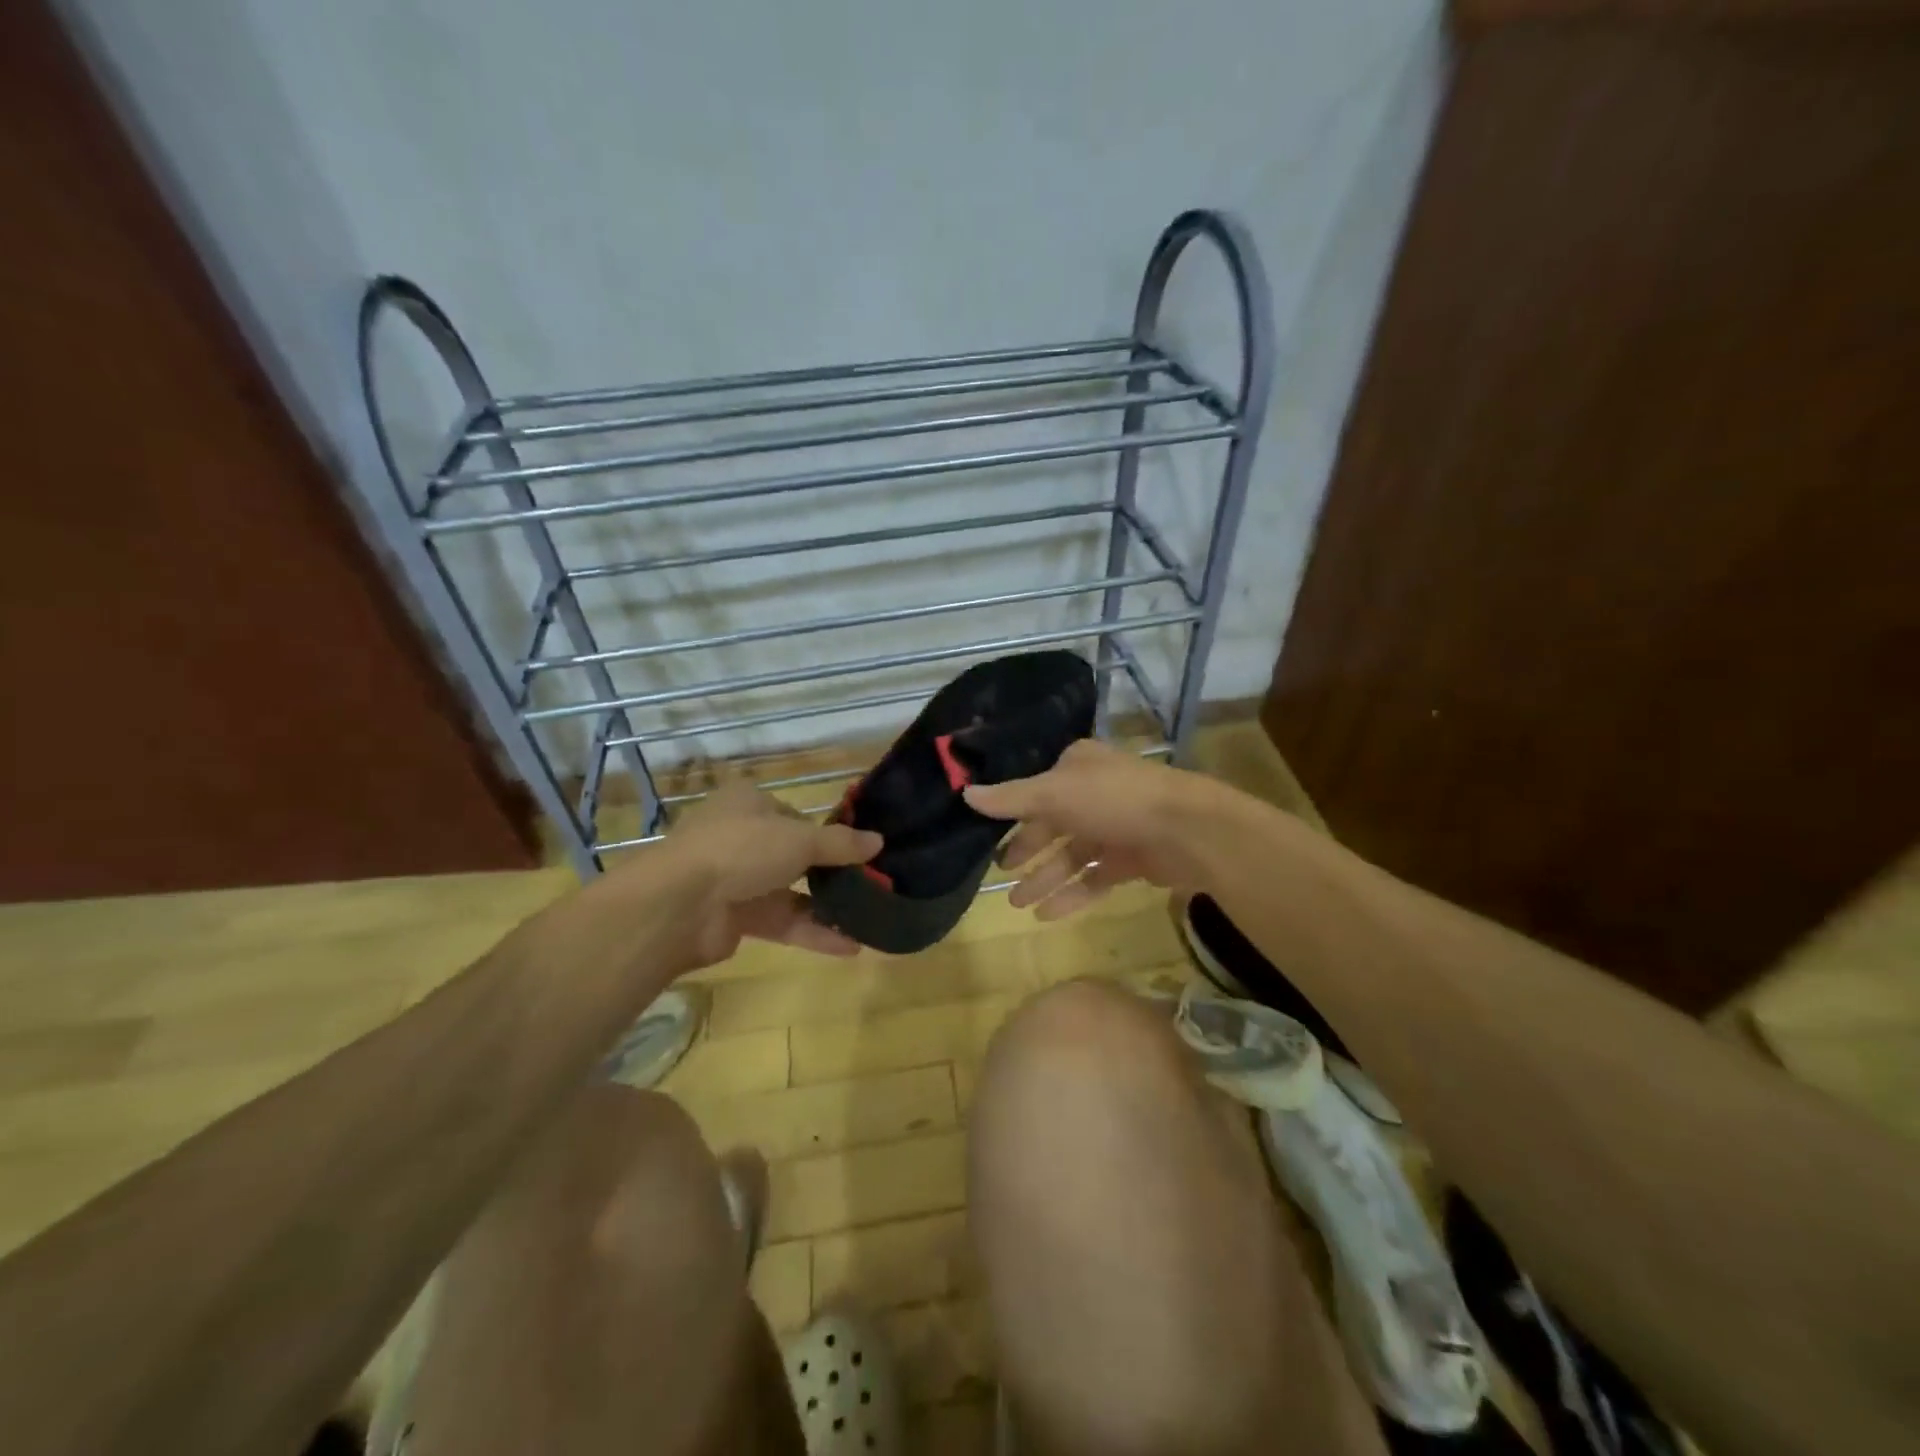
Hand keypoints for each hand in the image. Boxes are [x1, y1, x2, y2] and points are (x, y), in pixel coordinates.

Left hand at [656, 782, 881, 965]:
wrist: (679, 905)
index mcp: (748, 804)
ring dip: (826, 906)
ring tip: (868, 918)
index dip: (825, 832)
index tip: (858, 851)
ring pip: (790, 892)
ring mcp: (736, 880)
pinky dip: (813, 932)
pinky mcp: (736, 919)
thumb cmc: (741, 849)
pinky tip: (850, 947)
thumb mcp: (799, 839)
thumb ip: (840, 843)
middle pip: (794, 855)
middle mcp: (741, 837)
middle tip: (868, 885)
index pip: (794, 815)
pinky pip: (782, 922)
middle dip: (830, 872)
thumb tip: (879, 841)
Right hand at [962, 739, 1225, 919]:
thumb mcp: (1054, 794)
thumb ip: (1010, 798)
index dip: (1012, 813)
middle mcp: (1096, 792)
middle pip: (1053, 824)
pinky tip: (1047, 915)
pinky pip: (1095, 877)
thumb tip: (964, 792)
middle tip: (1002, 874)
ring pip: (1072, 854)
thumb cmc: (1114, 800)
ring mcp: (1116, 826)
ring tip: (1018, 905)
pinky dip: (1072, 894)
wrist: (1187, 830)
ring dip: (1046, 878)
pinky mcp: (1133, 858)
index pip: (1036, 789)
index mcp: (1078, 767)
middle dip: (1028, 851)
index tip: (987, 836)